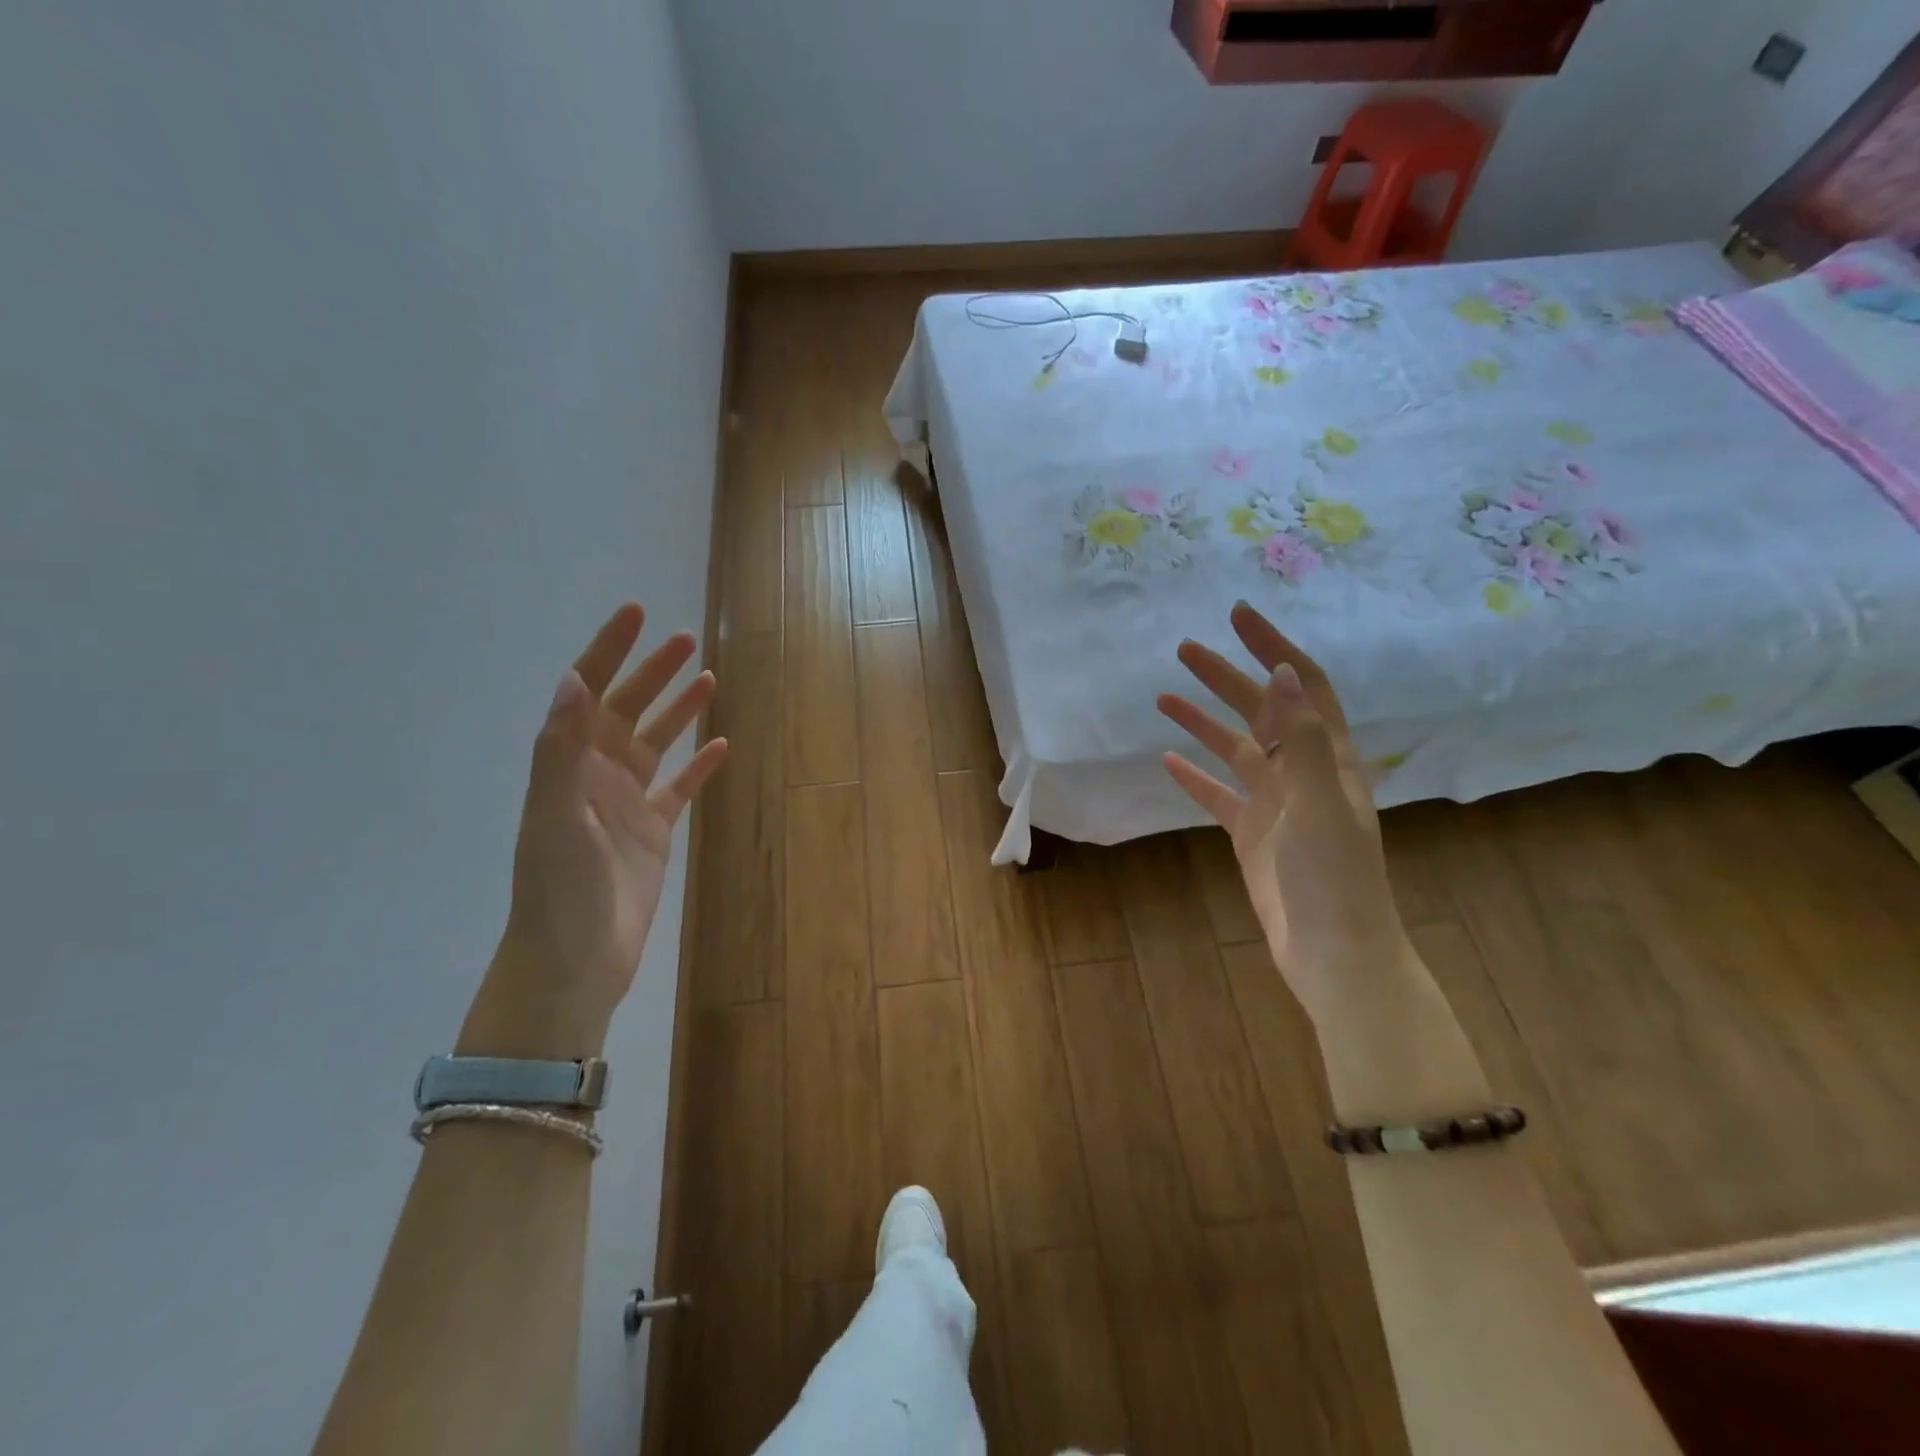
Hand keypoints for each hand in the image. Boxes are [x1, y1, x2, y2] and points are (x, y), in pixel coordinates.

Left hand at [458, 604, 727, 1059]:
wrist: (574, 959)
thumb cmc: (559, 887)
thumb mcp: (554, 814)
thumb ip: (562, 749)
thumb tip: (574, 680)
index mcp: (569, 763)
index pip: (589, 692)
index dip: (610, 650)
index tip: (636, 613)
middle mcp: (597, 774)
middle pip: (628, 709)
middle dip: (654, 672)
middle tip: (686, 640)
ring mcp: (627, 802)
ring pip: (657, 743)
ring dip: (680, 710)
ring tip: (709, 678)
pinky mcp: (653, 832)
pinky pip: (680, 788)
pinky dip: (699, 765)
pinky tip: (720, 745)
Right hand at [1158, 602, 1410, 1029]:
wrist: (1332, 952)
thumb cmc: (1333, 877)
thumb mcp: (1320, 802)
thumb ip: (1301, 738)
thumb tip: (1281, 672)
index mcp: (1329, 758)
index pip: (1303, 686)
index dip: (1274, 647)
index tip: (1238, 616)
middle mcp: (1303, 772)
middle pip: (1261, 710)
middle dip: (1226, 677)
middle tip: (1184, 650)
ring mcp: (1275, 803)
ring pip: (1235, 749)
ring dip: (1203, 721)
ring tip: (1164, 696)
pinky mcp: (1251, 832)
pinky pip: (1218, 794)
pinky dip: (1194, 775)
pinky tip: (1168, 760)